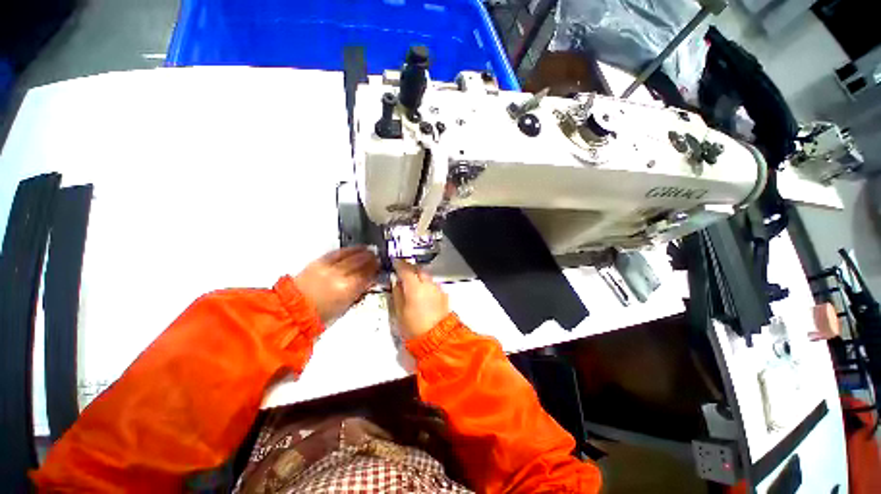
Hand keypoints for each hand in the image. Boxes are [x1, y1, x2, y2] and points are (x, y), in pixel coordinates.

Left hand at [295, 247, 379, 323]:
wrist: (294, 310)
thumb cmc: (322, 314)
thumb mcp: (346, 305)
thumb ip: (359, 291)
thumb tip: (368, 281)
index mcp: (348, 289)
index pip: (367, 275)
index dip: (375, 270)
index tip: (379, 267)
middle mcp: (340, 275)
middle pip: (360, 262)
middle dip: (370, 259)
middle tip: (376, 257)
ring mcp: (329, 267)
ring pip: (350, 255)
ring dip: (362, 252)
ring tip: (369, 250)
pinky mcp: (319, 262)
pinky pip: (338, 252)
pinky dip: (348, 250)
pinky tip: (354, 249)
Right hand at [392, 260, 449, 340]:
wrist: (438, 338)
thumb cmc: (414, 328)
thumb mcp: (400, 312)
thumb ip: (397, 294)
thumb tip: (397, 282)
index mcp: (415, 287)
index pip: (406, 269)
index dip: (399, 264)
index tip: (395, 261)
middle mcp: (428, 284)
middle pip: (418, 270)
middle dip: (410, 269)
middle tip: (403, 274)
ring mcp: (437, 289)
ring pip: (427, 277)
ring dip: (419, 278)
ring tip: (413, 286)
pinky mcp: (444, 295)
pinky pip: (433, 285)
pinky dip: (427, 286)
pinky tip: (423, 295)